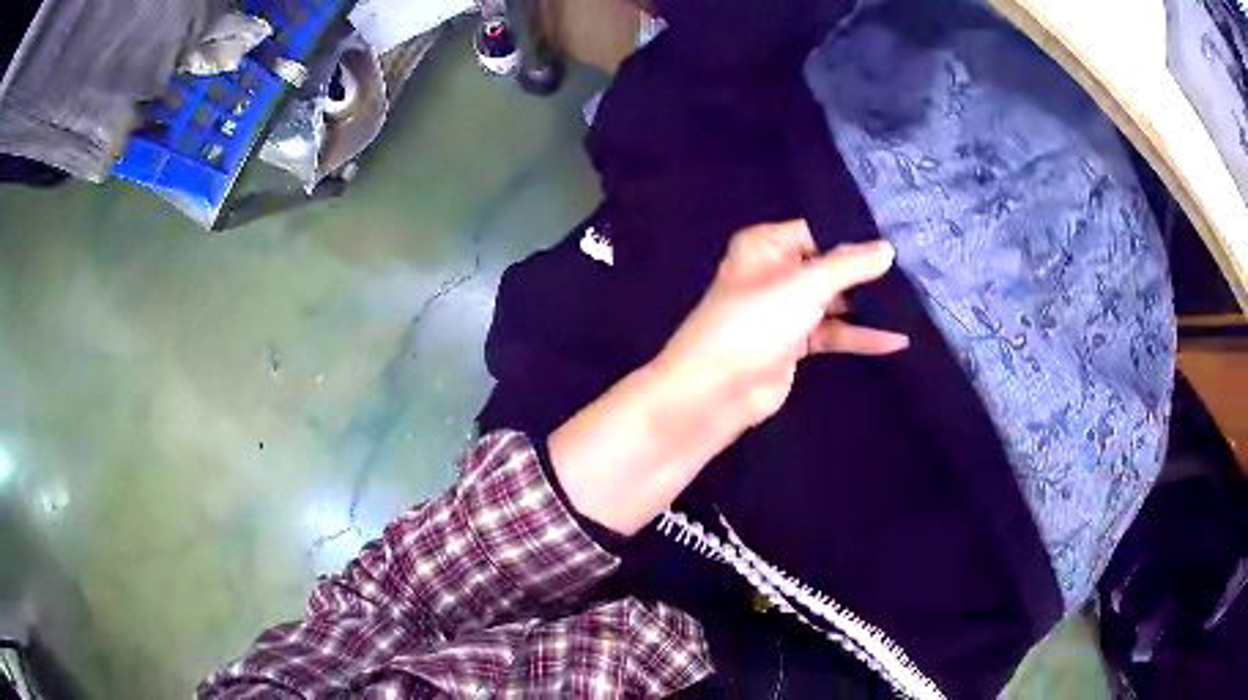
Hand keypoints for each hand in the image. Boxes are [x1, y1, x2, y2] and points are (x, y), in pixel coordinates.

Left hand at [549, 221, 907, 534]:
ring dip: (866, 306)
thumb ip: (849, 265)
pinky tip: (895, 341)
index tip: (895, 240)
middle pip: (827, 266)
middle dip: (864, 271)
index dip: (852, 236)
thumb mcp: (806, 284)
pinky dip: (859, 337)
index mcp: (766, 245)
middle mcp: (774, 272)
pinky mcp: (794, 345)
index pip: (817, 230)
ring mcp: (784, 310)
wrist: (717, 390)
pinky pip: (833, 334)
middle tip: (912, 271)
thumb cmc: (756, 321)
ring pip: (833, 301)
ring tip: (912, 302)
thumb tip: (887, 248)